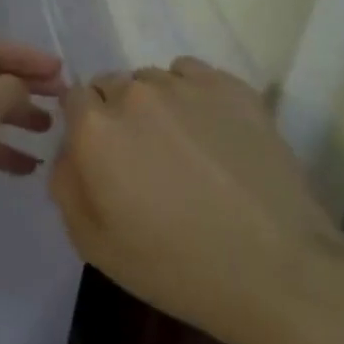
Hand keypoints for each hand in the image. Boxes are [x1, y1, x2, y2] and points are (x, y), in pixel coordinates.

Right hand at [49, 58, 343, 343]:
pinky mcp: (232, 87)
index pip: (73, 98)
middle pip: (111, 85)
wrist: (278, 270)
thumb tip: (68, 151)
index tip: (103, 156)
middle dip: (117, 114)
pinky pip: (192, 73)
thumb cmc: (176, 266)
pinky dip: (191, 94)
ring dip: (154, 104)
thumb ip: (65, 185)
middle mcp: (135, 93)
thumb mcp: (93, 244)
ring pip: (152, 79)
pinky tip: (211, 132)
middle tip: (143, 157)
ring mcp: (187, 86)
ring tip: (183, 146)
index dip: (84, 126)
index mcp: (96, 129)